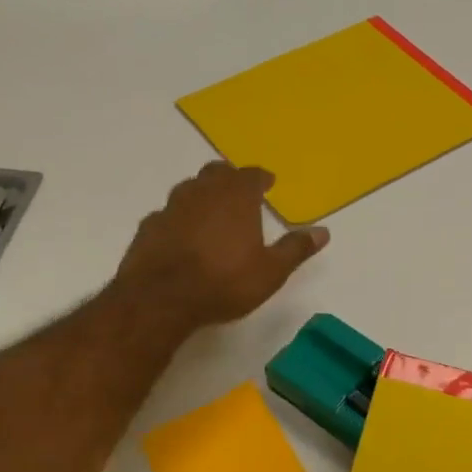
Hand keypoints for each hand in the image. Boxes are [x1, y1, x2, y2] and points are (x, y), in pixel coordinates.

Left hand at [115, 162, 327, 326]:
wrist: (160, 299)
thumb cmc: (224, 282)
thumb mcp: (271, 271)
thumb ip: (296, 248)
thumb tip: (323, 231)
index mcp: (236, 196)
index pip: (251, 175)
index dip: (261, 177)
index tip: (268, 182)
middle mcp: (202, 192)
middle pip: (216, 172)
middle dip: (230, 178)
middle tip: (239, 189)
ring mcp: (171, 207)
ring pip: (189, 188)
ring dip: (202, 194)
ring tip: (211, 210)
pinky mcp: (148, 227)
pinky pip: (167, 214)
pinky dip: (178, 218)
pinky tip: (180, 234)